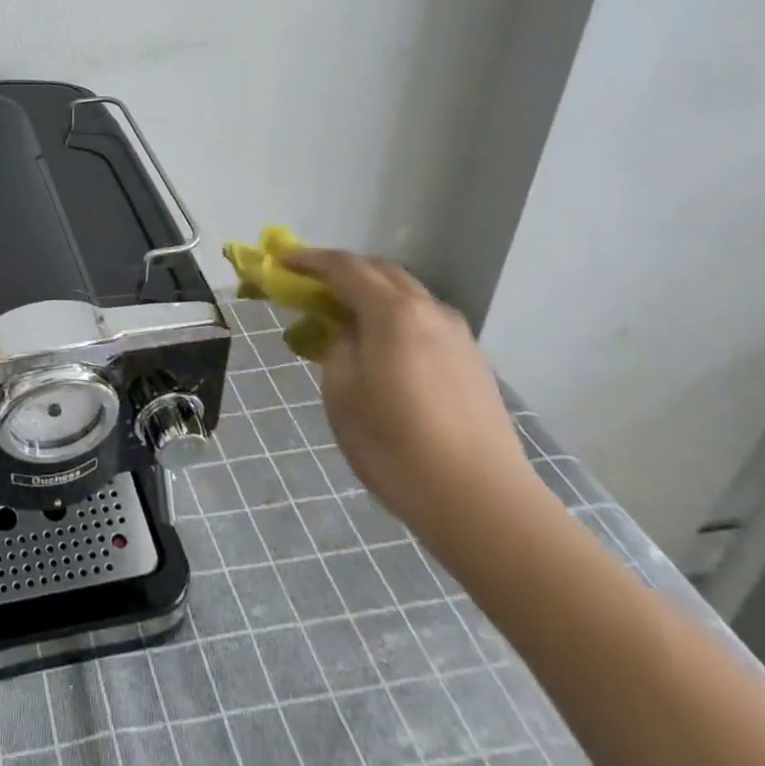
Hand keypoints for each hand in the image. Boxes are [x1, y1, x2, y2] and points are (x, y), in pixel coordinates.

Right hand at [280, 249, 540, 548]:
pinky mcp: (474, 364)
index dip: (309, 260)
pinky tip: (386, 347)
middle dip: (343, 271)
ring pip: (408, 295)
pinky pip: (427, 321)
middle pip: (381, 272)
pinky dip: (398, 317)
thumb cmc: (395, 445)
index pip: (344, 267)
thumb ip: (337, 346)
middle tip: (311, 285)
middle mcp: (429, 311)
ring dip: (373, 293)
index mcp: (393, 312)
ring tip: (348, 316)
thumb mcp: (341, 392)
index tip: (282, 262)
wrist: (482, 504)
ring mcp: (458, 336)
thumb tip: (347, 332)